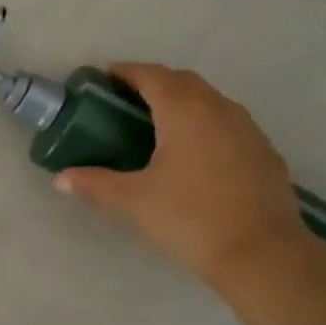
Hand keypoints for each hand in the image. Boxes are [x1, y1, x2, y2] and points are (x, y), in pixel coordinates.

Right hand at [55, 63, 313, 289]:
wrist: (261, 252)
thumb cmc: (190, 218)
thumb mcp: (135, 201)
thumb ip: (96, 184)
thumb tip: (60, 179)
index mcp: (184, 110)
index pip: (152, 76)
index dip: (127, 72)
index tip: (107, 77)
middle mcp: (218, 108)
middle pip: (183, 82)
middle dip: (155, 83)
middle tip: (129, 101)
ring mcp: (247, 128)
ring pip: (211, 101)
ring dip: (184, 102)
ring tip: (161, 125)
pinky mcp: (264, 151)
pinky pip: (229, 124)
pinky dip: (207, 125)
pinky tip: (197, 154)